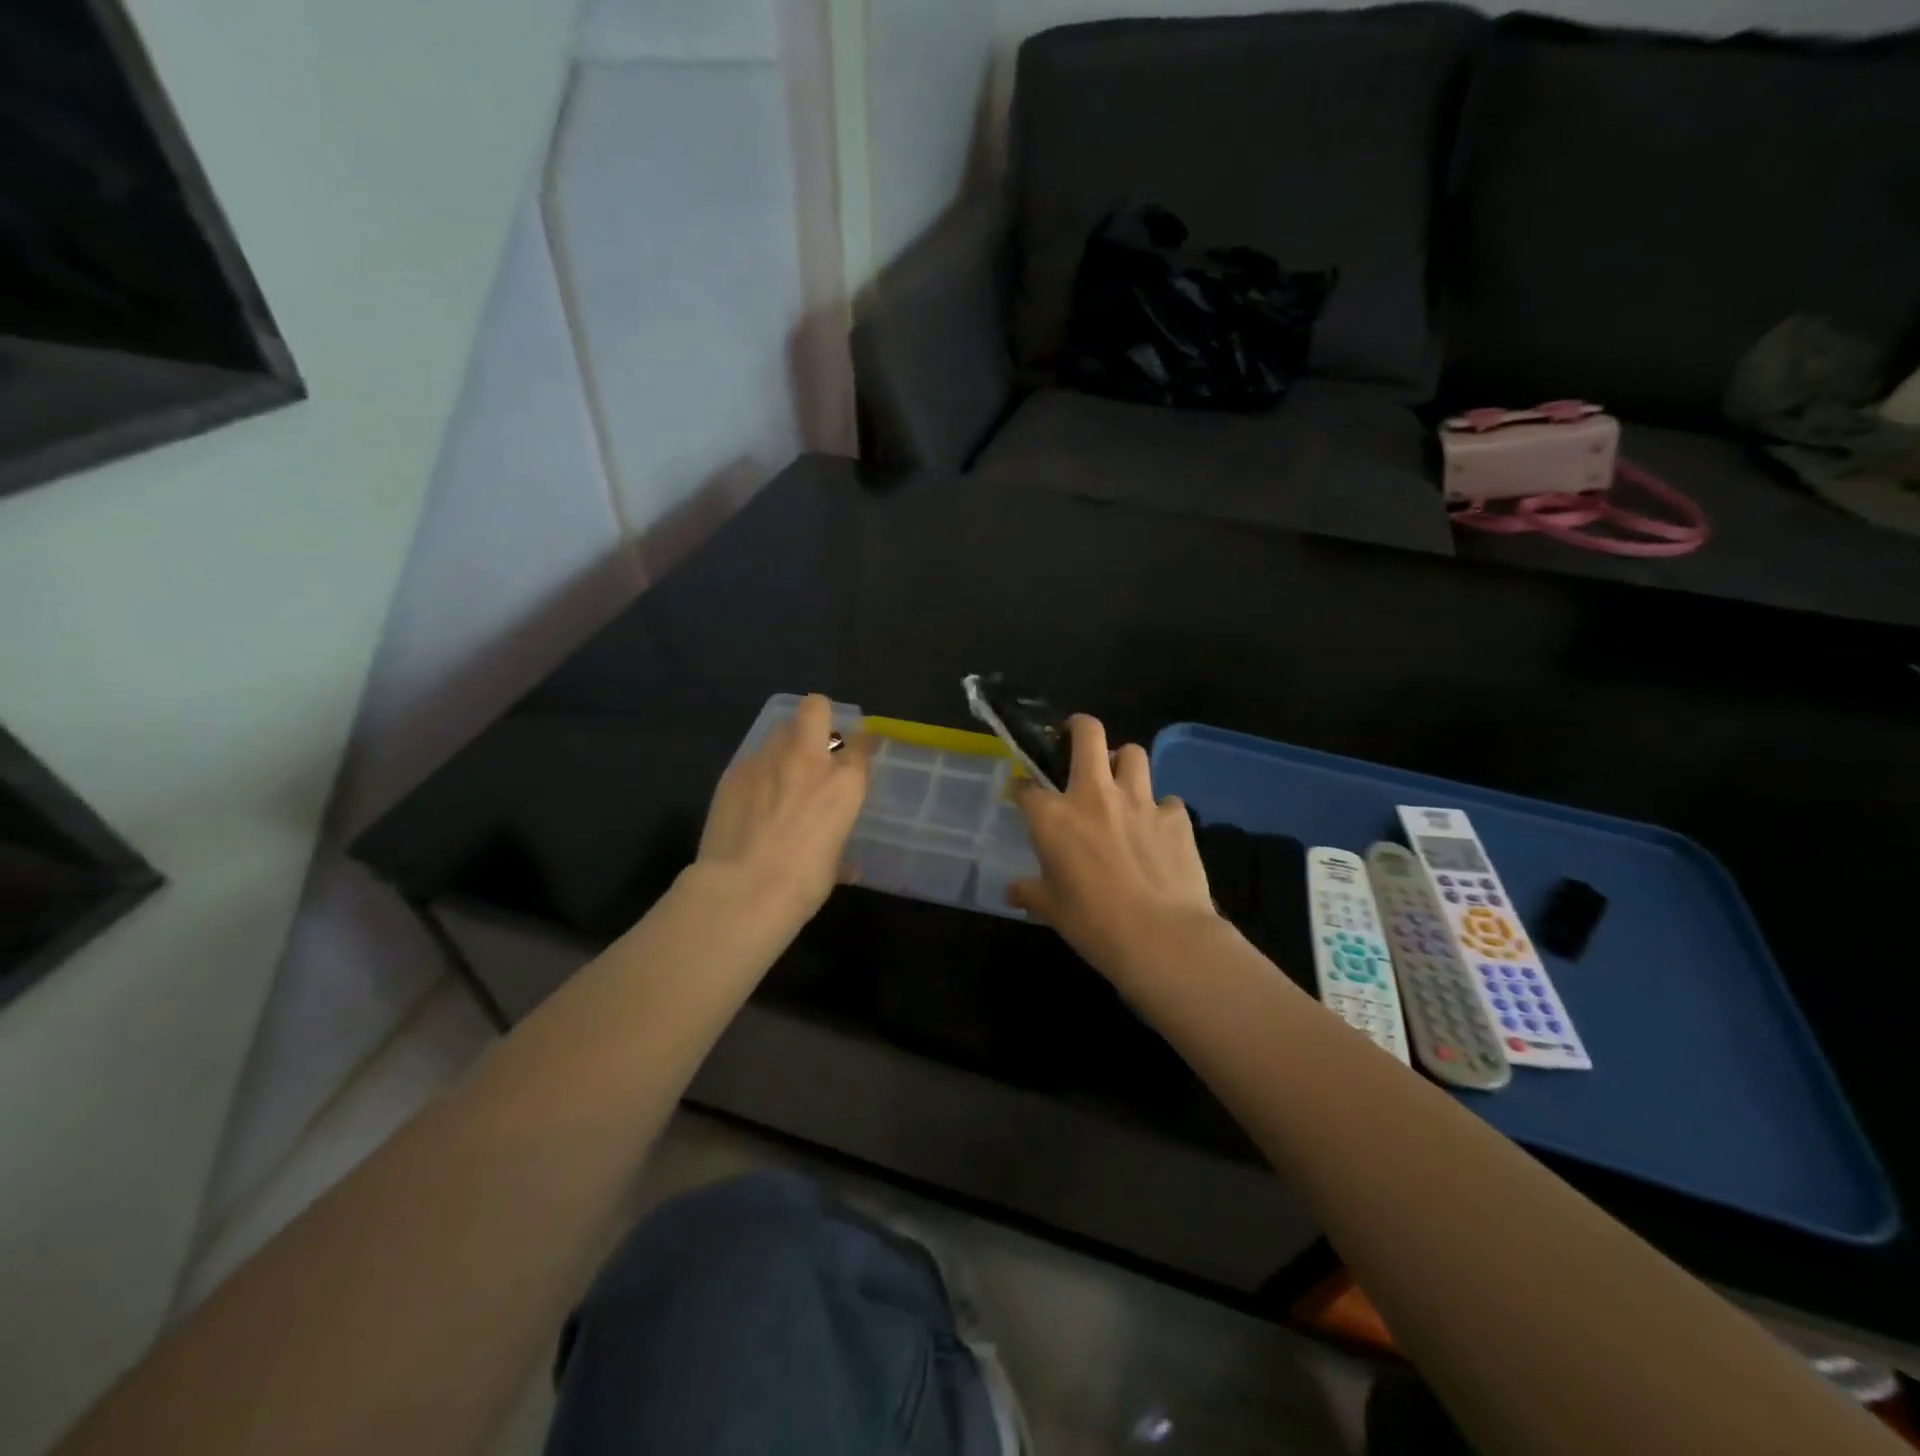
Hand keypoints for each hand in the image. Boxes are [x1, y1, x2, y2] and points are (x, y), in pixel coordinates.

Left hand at [696, 694, 875, 921]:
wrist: (743, 889)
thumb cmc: (802, 883)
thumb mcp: (832, 866)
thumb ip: (841, 854)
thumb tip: (848, 867)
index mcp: (844, 783)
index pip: (862, 743)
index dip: (863, 743)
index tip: (860, 750)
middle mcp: (808, 760)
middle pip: (816, 708)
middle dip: (819, 717)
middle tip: (816, 743)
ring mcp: (767, 760)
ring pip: (779, 728)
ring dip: (785, 743)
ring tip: (780, 771)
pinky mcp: (733, 772)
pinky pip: (752, 758)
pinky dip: (757, 771)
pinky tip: (751, 797)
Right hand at [1009, 714, 1219, 983]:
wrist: (1162, 937)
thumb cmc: (1093, 924)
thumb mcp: (1051, 910)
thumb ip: (1030, 892)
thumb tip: (1012, 892)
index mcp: (1054, 817)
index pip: (1027, 787)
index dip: (1022, 787)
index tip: (1022, 793)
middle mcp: (1094, 796)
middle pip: (1088, 734)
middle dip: (1078, 727)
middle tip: (1075, 740)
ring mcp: (1140, 801)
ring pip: (1133, 754)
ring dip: (1123, 762)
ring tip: (1120, 782)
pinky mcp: (1176, 817)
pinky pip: (1167, 800)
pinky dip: (1160, 810)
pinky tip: (1158, 830)